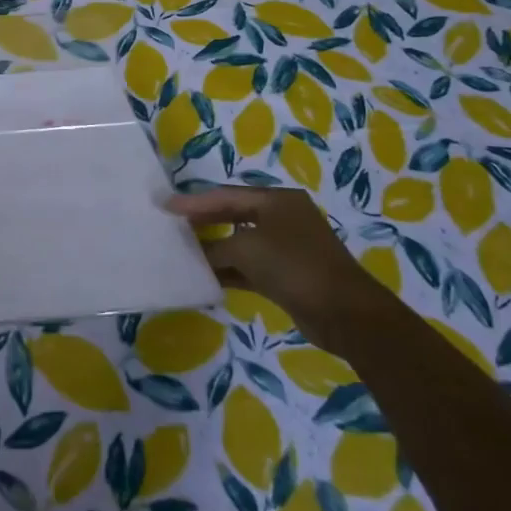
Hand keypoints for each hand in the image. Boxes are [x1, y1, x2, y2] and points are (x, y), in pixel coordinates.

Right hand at [167, 188, 378, 349]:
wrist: (346, 314)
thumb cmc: (294, 266)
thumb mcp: (247, 250)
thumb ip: (214, 248)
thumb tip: (193, 254)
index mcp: (276, 200)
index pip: (226, 195)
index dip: (194, 201)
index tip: (165, 206)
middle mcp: (282, 218)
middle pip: (233, 214)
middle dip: (203, 222)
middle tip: (172, 226)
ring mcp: (287, 247)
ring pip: (241, 242)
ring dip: (215, 249)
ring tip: (183, 252)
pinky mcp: (287, 275)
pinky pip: (250, 266)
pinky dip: (229, 270)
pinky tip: (206, 277)